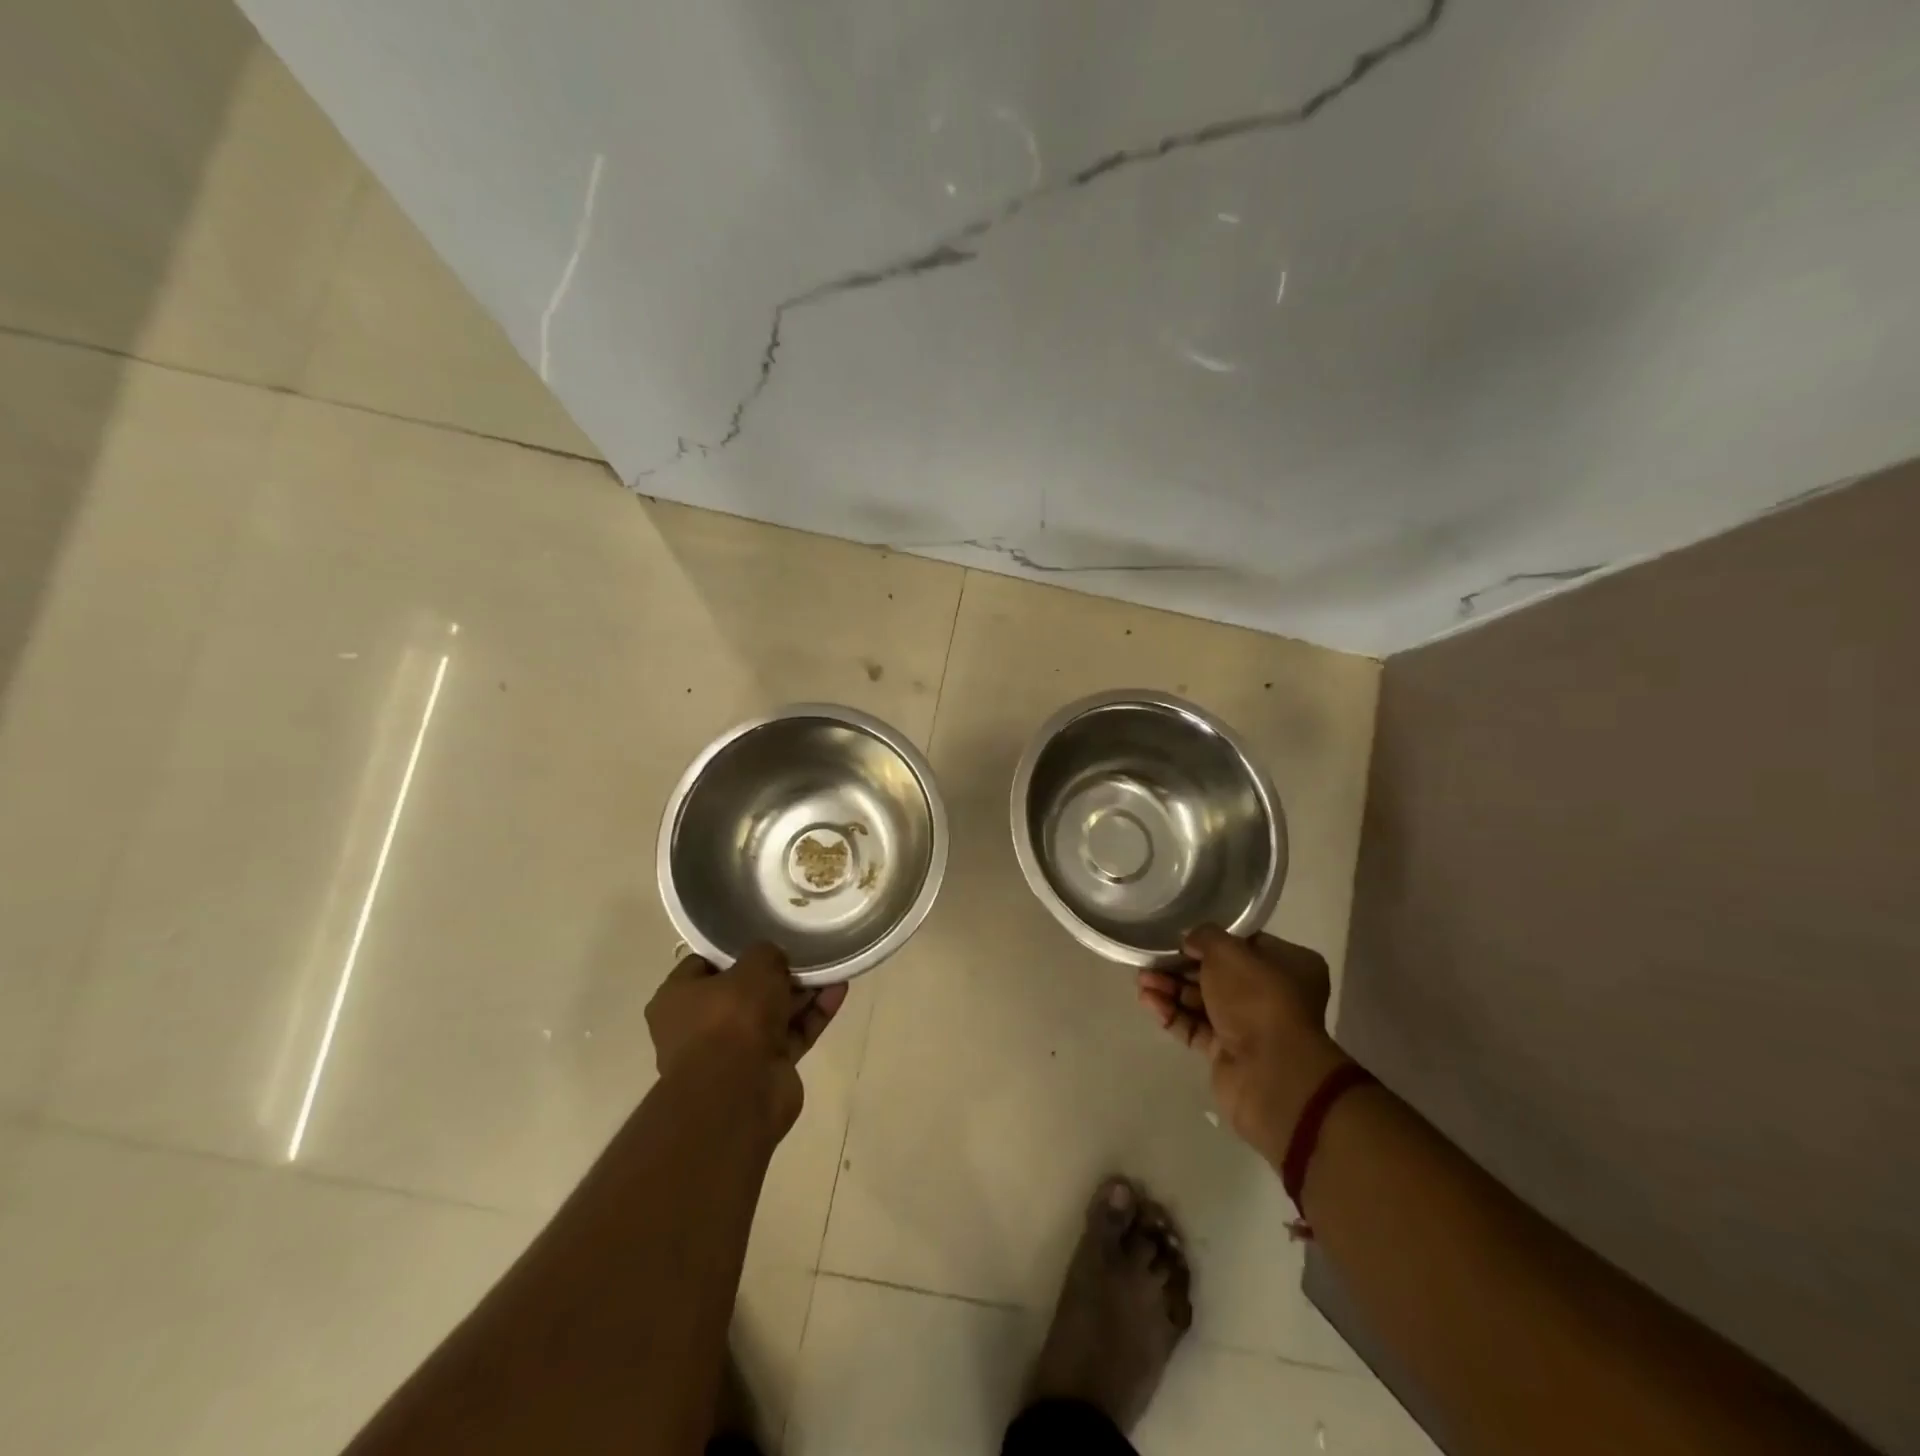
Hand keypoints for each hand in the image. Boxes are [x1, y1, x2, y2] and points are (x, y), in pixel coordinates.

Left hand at [646, 942, 846, 1140]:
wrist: (739, 1094)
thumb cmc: (731, 1018)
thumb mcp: (753, 966)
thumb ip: (766, 953)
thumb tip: (773, 958)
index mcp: (678, 998)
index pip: (704, 964)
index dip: (735, 949)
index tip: (763, 937)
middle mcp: (700, 1026)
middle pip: (743, 990)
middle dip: (776, 973)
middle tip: (804, 951)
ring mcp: (733, 1051)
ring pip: (772, 1013)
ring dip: (802, 992)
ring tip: (831, 966)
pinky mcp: (765, 1069)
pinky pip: (792, 1034)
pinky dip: (813, 1015)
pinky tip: (839, 990)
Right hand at [1137, 924, 1349, 1164]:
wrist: (1270, 1073)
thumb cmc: (1258, 998)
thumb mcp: (1228, 951)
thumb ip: (1205, 937)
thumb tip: (1190, 940)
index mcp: (1289, 965)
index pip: (1244, 944)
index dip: (1210, 940)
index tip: (1180, 937)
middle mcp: (1273, 994)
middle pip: (1219, 974)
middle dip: (1181, 966)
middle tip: (1150, 960)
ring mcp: (1251, 1026)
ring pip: (1204, 1001)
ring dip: (1171, 989)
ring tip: (1141, 981)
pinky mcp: (1229, 1053)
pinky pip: (1196, 1027)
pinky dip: (1173, 1014)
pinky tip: (1148, 1001)